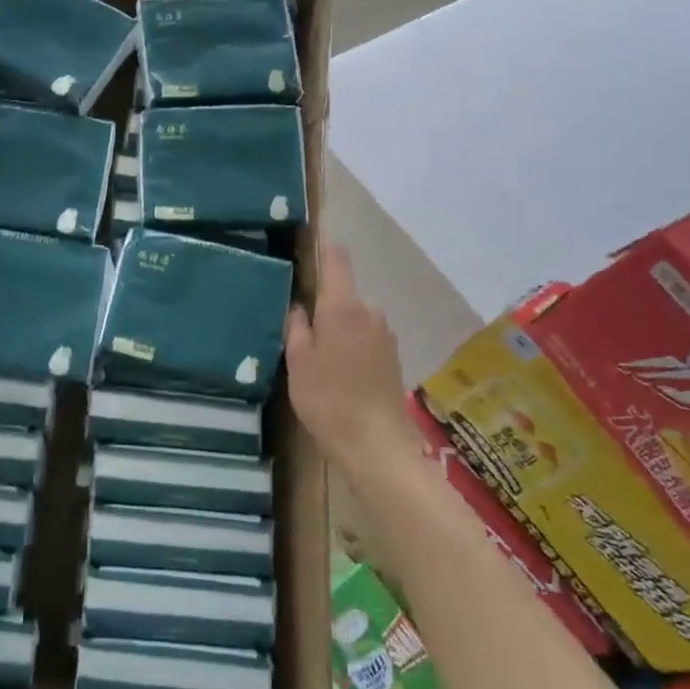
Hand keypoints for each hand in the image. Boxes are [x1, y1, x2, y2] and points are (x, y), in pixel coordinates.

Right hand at [285, 242, 415, 479]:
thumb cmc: (328, 399)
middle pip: (343, 292)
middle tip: (297, 323)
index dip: (322, 246)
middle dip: (322, 302)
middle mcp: (370, 312)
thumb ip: (297, 326)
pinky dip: (350, 345)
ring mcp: (385, 335)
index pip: (336, 259)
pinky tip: (337, 372)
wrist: (377, 445)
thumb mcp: (298, 361)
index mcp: (344, 306)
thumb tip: (299, 305)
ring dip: (337, 327)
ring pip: (353, 318)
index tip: (305, 242)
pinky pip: (365, 338)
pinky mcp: (392, 357)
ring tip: (315, 354)